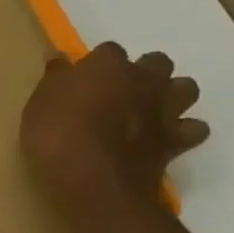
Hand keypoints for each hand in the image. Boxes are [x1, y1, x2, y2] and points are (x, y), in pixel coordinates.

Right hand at [20, 43, 208, 216]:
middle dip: (145, 71)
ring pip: (186, 88)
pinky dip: (184, 131)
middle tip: (121, 91)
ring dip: (172, 94)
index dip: (97, 64)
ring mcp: (164, 110)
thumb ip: (55, 79)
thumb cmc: (57, 135)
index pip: (109, 51)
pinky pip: (194, 129)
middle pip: (157, 62)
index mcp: (107, 65)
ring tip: (151, 109)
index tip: (84, 80)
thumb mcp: (39, 104)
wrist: (93, 182)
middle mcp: (143, 80)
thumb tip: (58, 56)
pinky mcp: (176, 142)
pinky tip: (165, 138)